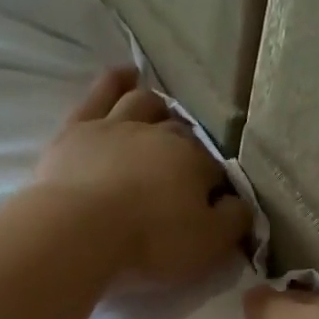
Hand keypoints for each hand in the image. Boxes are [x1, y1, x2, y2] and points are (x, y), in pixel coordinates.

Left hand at [35, 67, 253, 286]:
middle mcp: (160, 133)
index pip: (214, 169)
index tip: (210, 204)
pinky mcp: (78, 128)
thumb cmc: (152, 240)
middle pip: (180, 133)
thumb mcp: (209, 243)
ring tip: (161, 113)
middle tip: (185, 166)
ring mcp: (117, 125)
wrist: (80, 230)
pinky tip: (125, 75)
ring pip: (144, 103)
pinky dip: (116, 81)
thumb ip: (234, 221)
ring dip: (157, 106)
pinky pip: (102, 93)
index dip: (215, 186)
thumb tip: (240, 204)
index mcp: (195, 161)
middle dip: (188, 146)